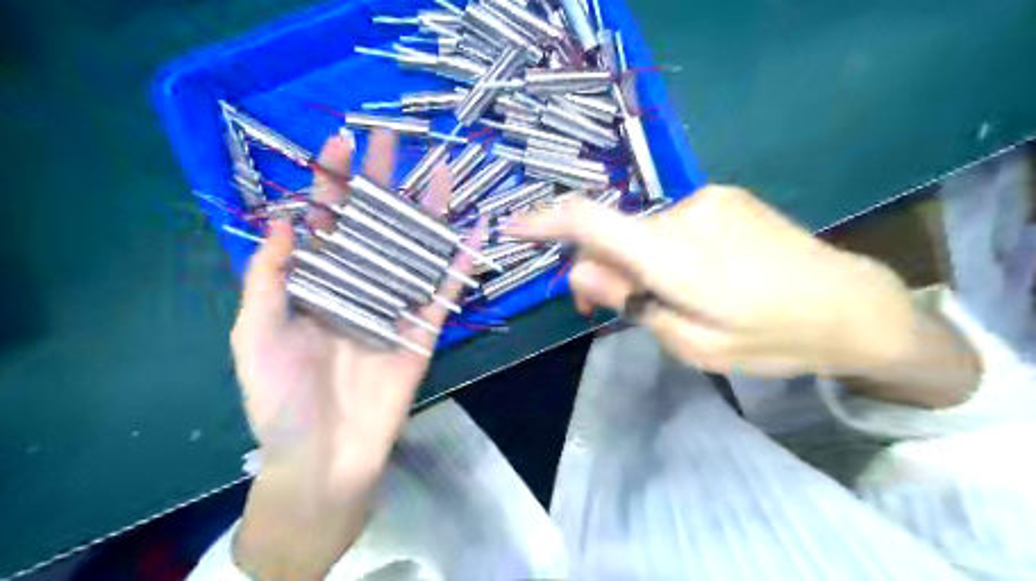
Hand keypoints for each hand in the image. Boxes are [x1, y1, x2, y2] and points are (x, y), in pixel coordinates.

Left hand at [227, 132, 473, 580]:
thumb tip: (284, 224)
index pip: (326, 222)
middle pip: (373, 225)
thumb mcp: (255, 337)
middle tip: (390, 141)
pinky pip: (446, 290)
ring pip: (414, 250)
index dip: (332, 184)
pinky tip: (474, 230)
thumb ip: (268, 281)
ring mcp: (395, 305)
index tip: (339, 144)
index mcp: (316, 284)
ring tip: (439, 172)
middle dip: (381, 183)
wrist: (325, 455)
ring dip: (427, 212)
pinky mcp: (425, 328)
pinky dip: (461, 262)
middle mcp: (358, 285)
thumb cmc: (281, 400)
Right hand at [507, 183, 916, 379]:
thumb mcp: (693, 344)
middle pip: (614, 233)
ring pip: (642, 230)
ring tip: (667, 297)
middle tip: (612, 306)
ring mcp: (706, 199)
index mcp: (676, 257)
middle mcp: (685, 215)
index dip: (546, 222)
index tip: (514, 228)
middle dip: (600, 268)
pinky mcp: (723, 196)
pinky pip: (670, 223)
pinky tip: (695, 274)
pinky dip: (662, 248)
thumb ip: (633, 304)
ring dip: (636, 261)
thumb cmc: (772, 338)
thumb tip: (585, 272)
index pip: (593, 223)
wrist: (851, 304)